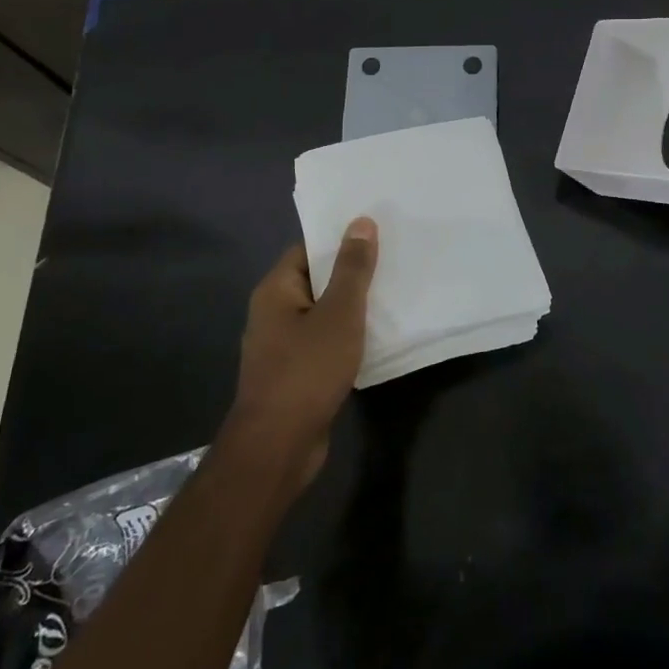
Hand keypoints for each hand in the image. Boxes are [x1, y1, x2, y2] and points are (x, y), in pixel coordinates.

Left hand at [225, 219, 377, 492]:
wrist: (278, 447)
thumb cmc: (307, 370)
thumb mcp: (339, 314)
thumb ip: (352, 268)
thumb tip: (361, 222)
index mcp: (276, 289)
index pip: (309, 248)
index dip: (340, 237)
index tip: (376, 230)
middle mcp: (273, 312)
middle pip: (317, 278)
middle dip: (352, 271)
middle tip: (394, 257)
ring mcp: (282, 345)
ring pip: (323, 312)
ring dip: (353, 305)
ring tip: (394, 291)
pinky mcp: (295, 373)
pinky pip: (324, 341)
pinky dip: (347, 335)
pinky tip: (377, 335)